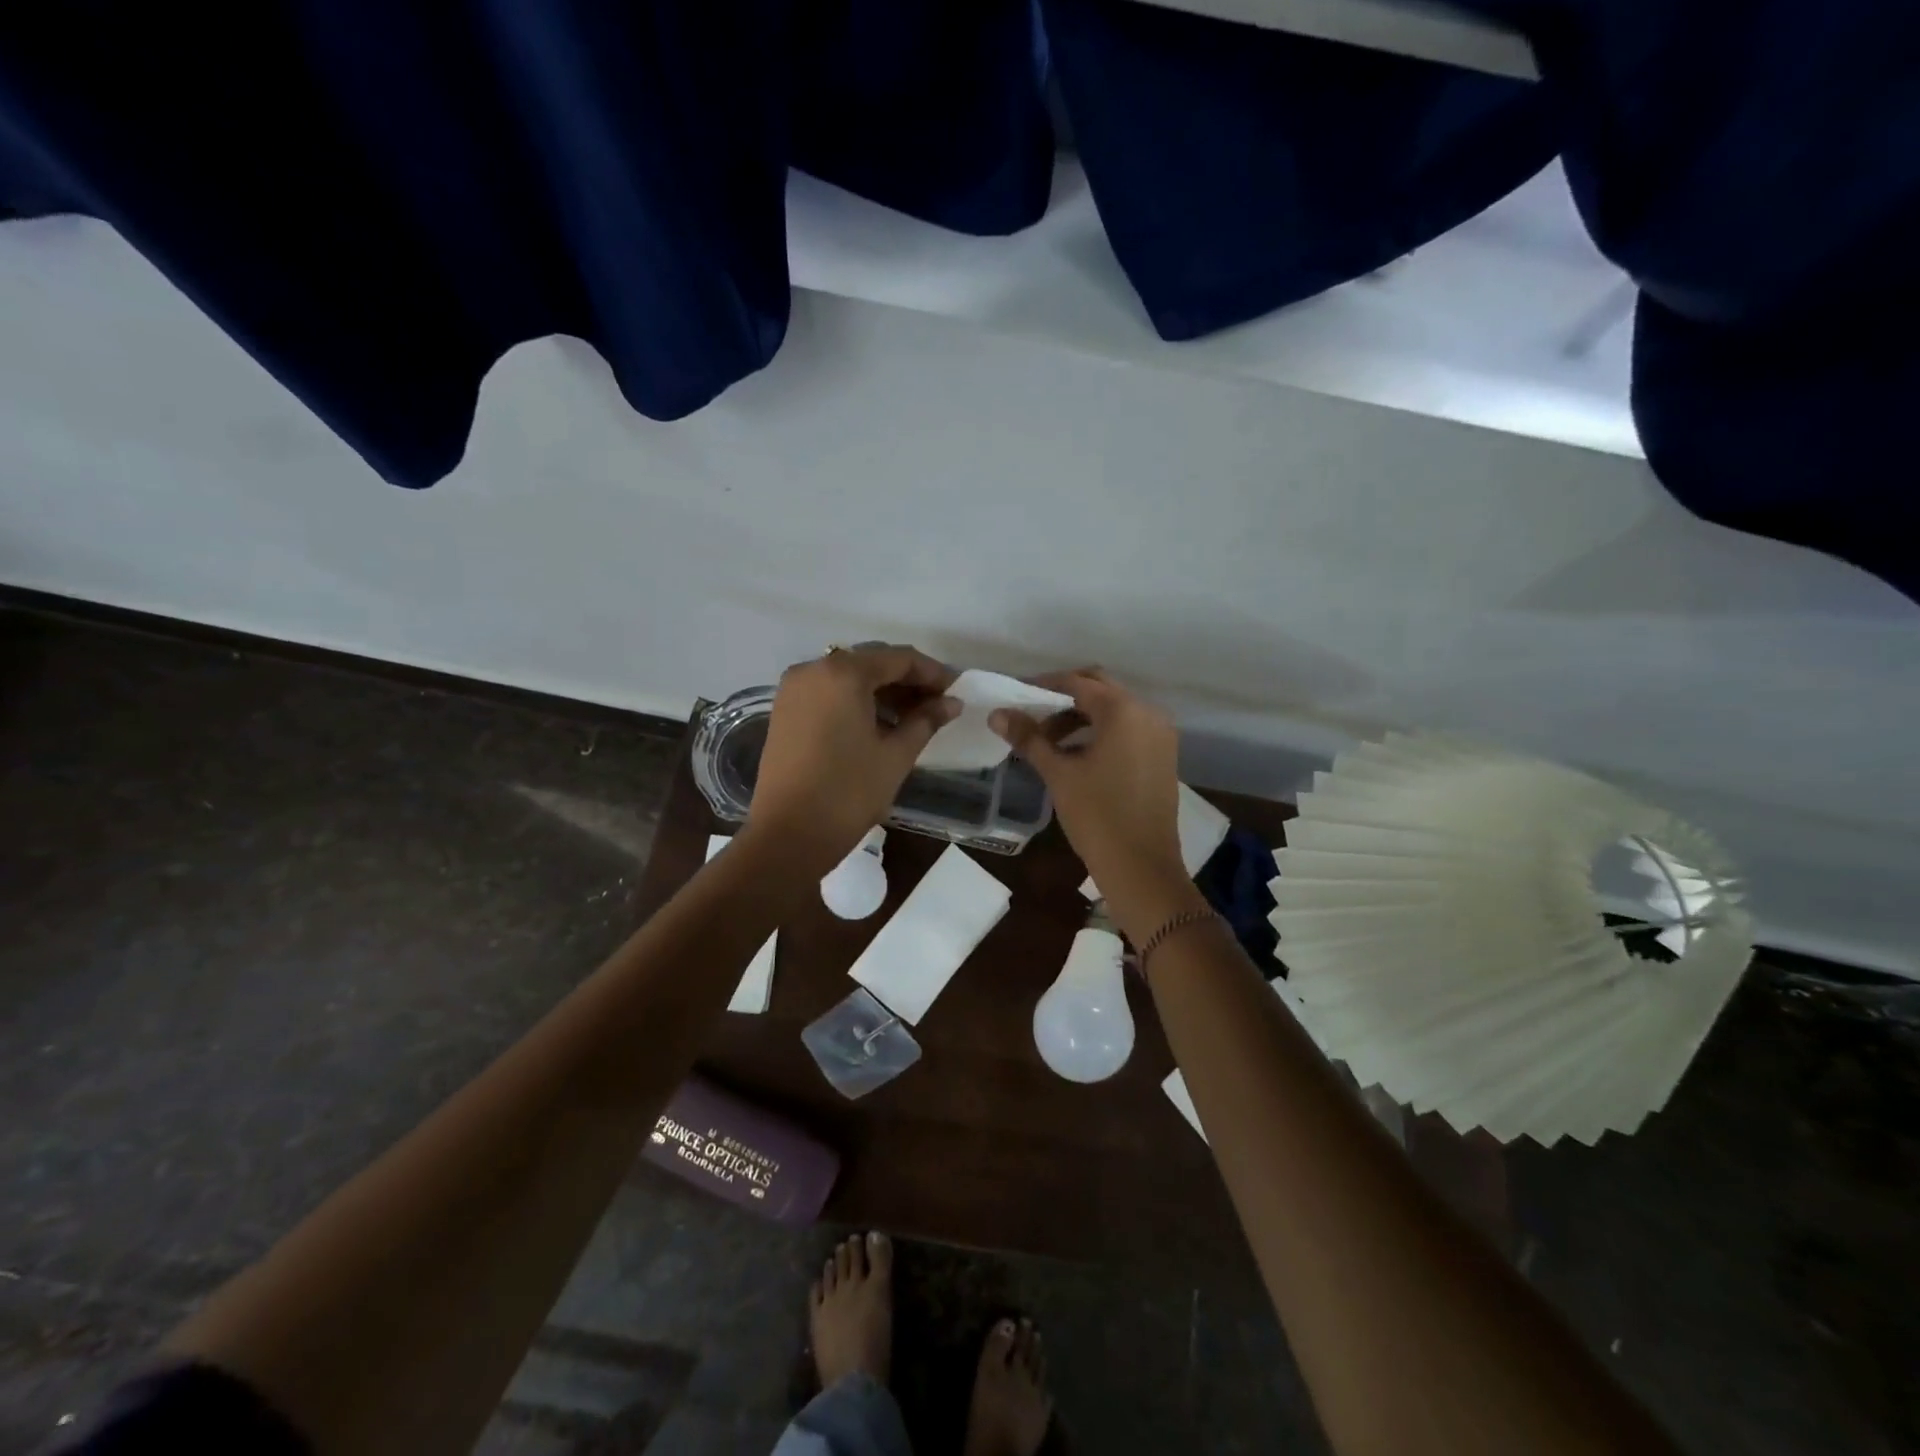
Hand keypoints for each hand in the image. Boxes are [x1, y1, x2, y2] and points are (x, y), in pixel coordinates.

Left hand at [746, 644, 957, 872]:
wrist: (788, 835)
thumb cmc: (849, 792)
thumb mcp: (896, 755)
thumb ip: (926, 720)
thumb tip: (951, 703)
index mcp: (843, 672)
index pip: (898, 658)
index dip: (932, 673)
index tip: (956, 691)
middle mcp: (813, 669)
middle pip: (871, 663)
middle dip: (907, 681)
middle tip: (938, 705)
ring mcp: (793, 690)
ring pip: (849, 678)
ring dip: (883, 693)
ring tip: (914, 719)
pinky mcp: (784, 712)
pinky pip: (829, 694)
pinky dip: (857, 702)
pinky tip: (880, 725)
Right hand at [990, 669, 1202, 936]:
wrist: (1141, 867)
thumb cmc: (1097, 816)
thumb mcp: (1059, 774)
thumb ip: (1029, 738)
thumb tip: (997, 714)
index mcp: (1123, 711)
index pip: (1077, 682)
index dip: (1043, 686)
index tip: (1016, 696)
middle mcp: (1148, 713)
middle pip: (1099, 689)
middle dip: (1063, 697)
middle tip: (1031, 714)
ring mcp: (1160, 735)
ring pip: (1114, 710)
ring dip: (1081, 716)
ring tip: (1047, 740)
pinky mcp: (1163, 756)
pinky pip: (1128, 729)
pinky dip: (1100, 732)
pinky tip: (1075, 754)